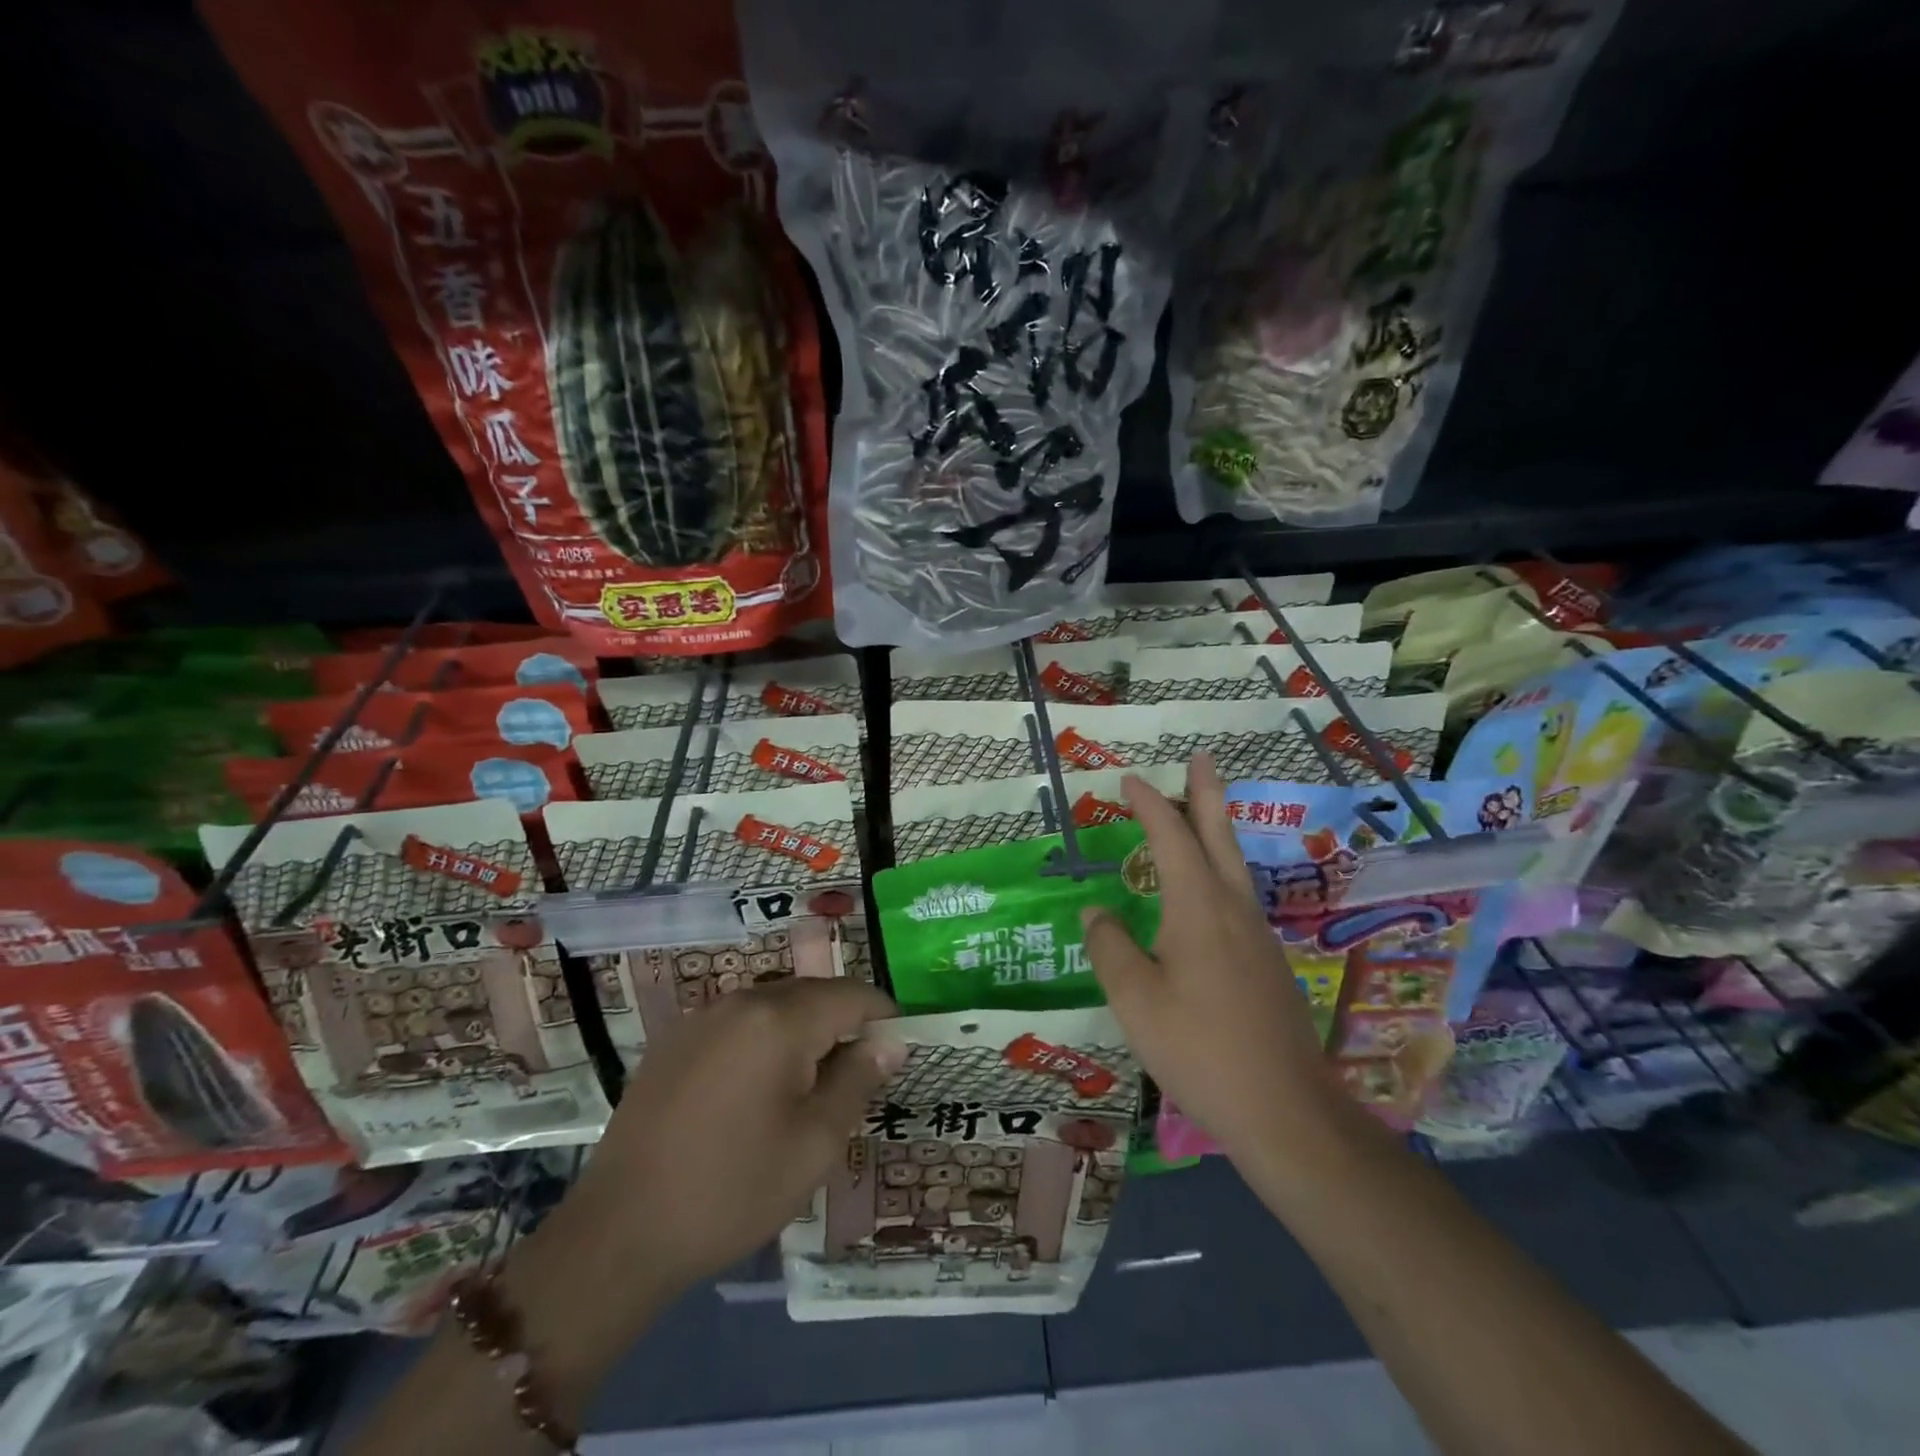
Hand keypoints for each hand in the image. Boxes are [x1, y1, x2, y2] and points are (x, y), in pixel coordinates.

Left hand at [531, 978, 902, 1320]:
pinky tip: (755, 1092)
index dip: (884, 1018)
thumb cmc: (732, 1191)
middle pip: (814, 994)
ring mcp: (703, 1017)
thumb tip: (891, 1041)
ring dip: (804, 1033)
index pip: (852, 995)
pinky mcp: (676, 1040)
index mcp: (780, 1020)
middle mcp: (741, 1001)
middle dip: (843, 1025)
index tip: (898, 1052)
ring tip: (808, 1089)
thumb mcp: (814, 1144)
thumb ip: (859, 1080)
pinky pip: (739, 1023)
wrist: (619, 1234)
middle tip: (855, 1080)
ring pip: (776, 1005)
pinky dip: (764, 1041)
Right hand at [1081, 754, 1346, 1164]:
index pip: (1170, 837)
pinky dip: (1217, 870)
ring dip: (1213, 831)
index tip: (1129, 780)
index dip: (1149, 805)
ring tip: (1198, 813)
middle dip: (1206, 795)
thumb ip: (1109, 948)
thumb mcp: (1135, 1000)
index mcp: (1198, 907)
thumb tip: (1095, 912)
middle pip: (1218, 836)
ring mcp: (1256, 936)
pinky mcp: (1265, 963)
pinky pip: (1236, 897)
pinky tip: (1205, 894)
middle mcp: (1232, 909)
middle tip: (1201, 759)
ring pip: (1232, 865)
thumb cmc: (1200, 1049)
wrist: (1285, 1111)